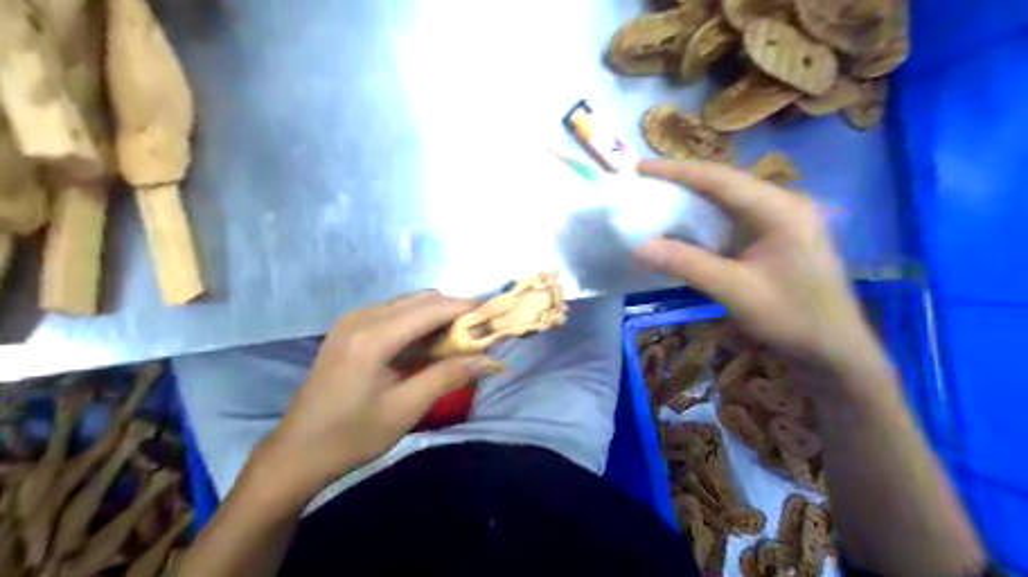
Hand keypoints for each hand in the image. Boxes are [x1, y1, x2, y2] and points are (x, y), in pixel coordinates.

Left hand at [255, 294, 499, 499]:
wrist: (297, 452)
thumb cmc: (352, 436)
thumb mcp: (406, 408)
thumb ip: (449, 376)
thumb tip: (492, 361)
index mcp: (373, 336)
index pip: (432, 308)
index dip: (467, 308)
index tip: (496, 315)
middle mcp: (361, 317)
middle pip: (420, 300)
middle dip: (454, 311)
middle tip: (482, 332)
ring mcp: (352, 321)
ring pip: (407, 304)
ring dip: (437, 316)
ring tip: (461, 339)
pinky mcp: (349, 330)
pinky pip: (393, 314)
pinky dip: (417, 323)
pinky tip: (429, 345)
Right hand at [632, 157, 888, 381]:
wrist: (834, 349)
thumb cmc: (792, 318)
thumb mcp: (735, 291)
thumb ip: (688, 264)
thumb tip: (639, 246)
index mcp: (780, 210)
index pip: (721, 179)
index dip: (678, 171)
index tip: (642, 168)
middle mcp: (785, 204)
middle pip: (726, 182)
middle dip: (685, 180)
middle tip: (647, 180)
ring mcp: (785, 219)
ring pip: (731, 198)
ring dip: (695, 196)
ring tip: (660, 195)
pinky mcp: (779, 235)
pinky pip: (737, 216)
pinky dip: (708, 216)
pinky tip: (688, 223)